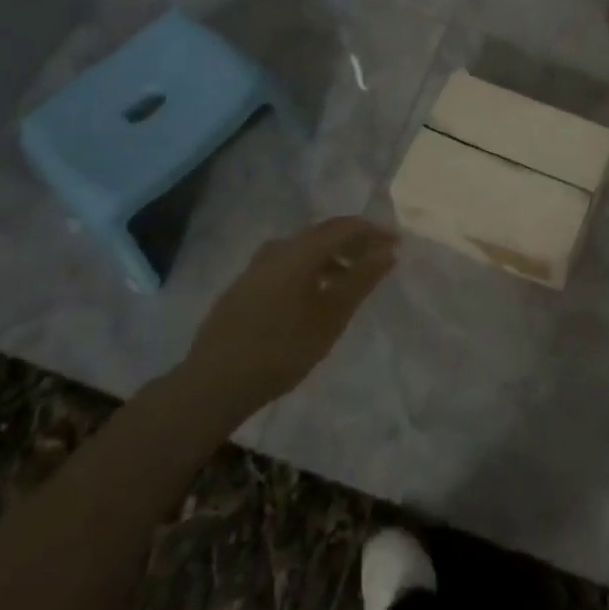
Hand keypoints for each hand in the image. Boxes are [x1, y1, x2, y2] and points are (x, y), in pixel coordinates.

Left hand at [179, 217, 397, 413]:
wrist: (213, 383)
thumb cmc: (281, 349)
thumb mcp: (331, 316)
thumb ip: (361, 280)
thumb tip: (388, 251)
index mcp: (300, 250)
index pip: (345, 226)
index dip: (373, 231)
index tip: (396, 242)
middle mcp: (278, 248)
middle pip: (323, 233)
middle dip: (353, 242)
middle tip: (377, 258)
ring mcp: (257, 265)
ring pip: (303, 249)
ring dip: (331, 257)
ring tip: (349, 280)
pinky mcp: (245, 284)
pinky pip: (287, 263)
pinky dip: (310, 269)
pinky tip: (314, 294)